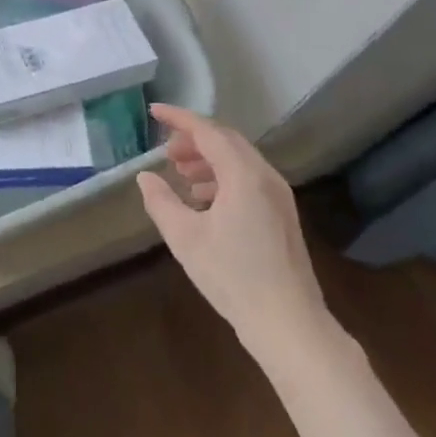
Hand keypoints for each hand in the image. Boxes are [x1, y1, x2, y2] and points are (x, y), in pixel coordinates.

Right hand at [137, 106, 335, 364]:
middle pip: (226, 141)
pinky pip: (249, 179)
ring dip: (208, 159)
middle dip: (194, 139)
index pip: (207, 131)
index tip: (154, 111)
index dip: (179, 118)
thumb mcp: (185, 238)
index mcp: (243, 174)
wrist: (289, 325)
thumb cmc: (233, 277)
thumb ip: (161, 201)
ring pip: (239, 160)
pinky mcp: (283, 215)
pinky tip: (205, 200)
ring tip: (182, 174)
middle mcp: (265, 176)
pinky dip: (223, 177)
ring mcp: (279, 196)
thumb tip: (145, 177)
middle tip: (167, 152)